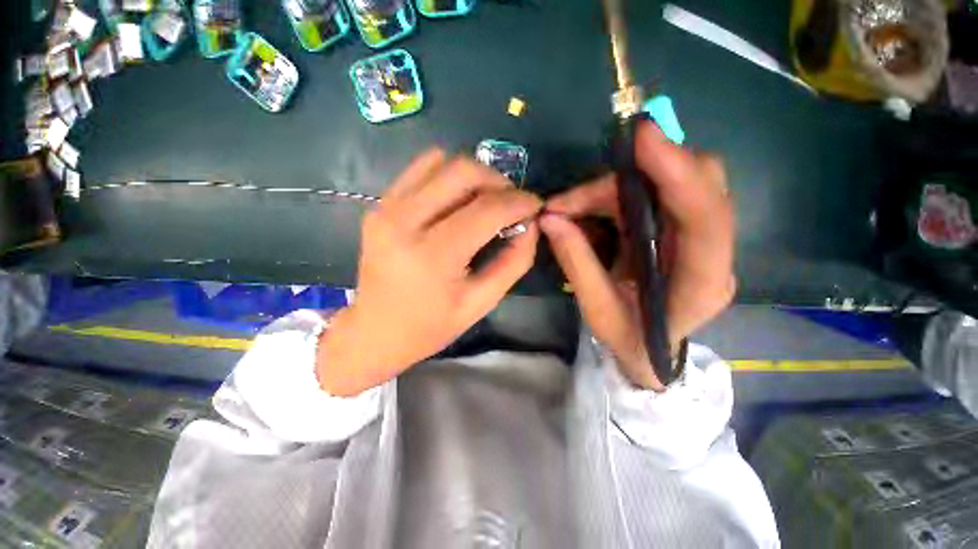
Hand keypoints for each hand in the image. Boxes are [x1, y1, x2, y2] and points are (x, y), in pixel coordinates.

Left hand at [318, 149, 541, 395]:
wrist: (374, 331)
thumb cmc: (430, 326)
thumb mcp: (481, 303)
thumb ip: (513, 262)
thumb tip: (531, 226)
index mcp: (433, 255)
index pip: (486, 210)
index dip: (519, 202)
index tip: (535, 205)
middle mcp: (405, 221)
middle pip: (462, 171)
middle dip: (497, 180)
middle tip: (510, 201)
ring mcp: (386, 208)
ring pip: (440, 162)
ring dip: (473, 176)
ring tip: (485, 199)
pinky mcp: (379, 205)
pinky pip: (419, 170)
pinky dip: (446, 175)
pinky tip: (456, 199)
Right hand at [541, 123, 735, 390]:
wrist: (650, 352)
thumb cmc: (629, 339)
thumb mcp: (597, 310)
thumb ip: (577, 264)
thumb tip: (550, 220)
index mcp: (701, 283)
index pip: (705, 219)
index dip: (677, 173)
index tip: (642, 138)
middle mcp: (714, 252)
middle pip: (697, 184)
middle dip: (631, 178)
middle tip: (575, 198)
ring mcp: (701, 237)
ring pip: (669, 183)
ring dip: (613, 189)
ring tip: (568, 208)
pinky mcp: (680, 228)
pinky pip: (652, 194)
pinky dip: (614, 195)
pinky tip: (585, 210)